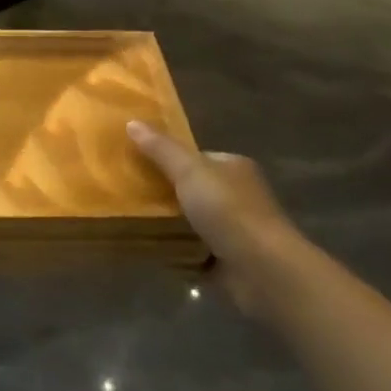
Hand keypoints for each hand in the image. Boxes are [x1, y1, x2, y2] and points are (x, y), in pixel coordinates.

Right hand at [128, 122, 300, 315]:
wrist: (262, 269)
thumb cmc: (228, 211)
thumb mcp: (189, 171)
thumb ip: (161, 148)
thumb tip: (131, 121)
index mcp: (233, 168)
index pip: (196, 157)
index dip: (167, 157)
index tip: (135, 161)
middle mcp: (236, 196)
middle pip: (190, 189)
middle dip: (162, 193)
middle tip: (127, 193)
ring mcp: (233, 229)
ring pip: (189, 221)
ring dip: (166, 224)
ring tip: (129, 220)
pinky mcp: (226, 260)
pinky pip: (190, 250)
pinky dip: (173, 251)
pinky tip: (148, 248)